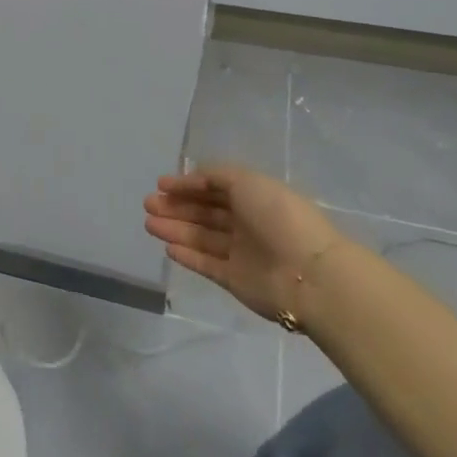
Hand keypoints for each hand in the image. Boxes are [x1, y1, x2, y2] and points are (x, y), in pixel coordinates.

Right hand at [143, 164, 347, 326]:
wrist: (308, 273)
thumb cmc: (277, 217)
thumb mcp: (246, 181)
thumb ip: (214, 177)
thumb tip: (190, 180)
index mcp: (255, 197)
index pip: (215, 188)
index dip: (188, 185)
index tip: (161, 184)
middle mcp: (247, 223)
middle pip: (205, 213)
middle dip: (176, 206)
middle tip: (148, 204)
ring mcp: (241, 252)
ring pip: (201, 237)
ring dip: (175, 228)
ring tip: (148, 223)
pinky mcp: (234, 279)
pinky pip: (206, 264)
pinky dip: (187, 255)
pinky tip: (167, 247)